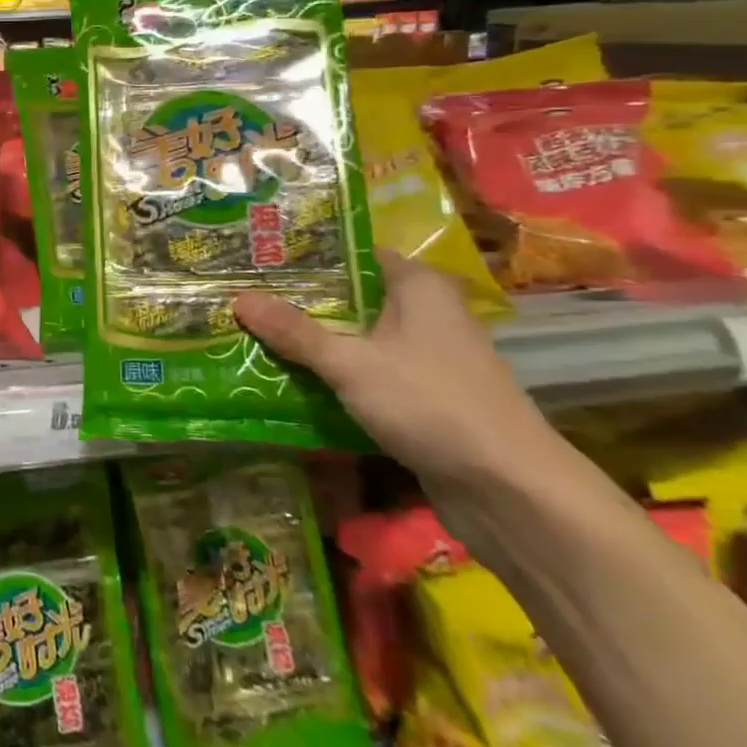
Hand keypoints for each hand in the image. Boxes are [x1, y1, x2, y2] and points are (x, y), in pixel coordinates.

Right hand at [234, 251, 560, 489]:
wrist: (510, 492)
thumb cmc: (431, 404)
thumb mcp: (351, 364)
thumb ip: (295, 332)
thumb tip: (237, 298)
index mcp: (418, 286)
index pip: (352, 254)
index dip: (305, 255)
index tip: (257, 258)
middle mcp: (425, 313)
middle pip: (350, 297)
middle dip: (299, 302)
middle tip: (242, 296)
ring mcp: (426, 357)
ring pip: (357, 338)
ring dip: (313, 342)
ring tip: (253, 334)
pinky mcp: (423, 396)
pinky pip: (367, 373)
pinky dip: (334, 375)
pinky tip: (291, 379)